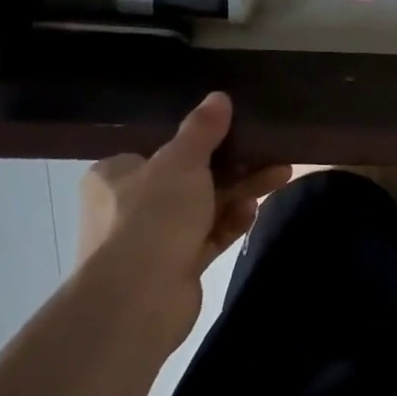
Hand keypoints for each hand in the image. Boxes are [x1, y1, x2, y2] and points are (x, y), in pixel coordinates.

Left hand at [76, 93, 291, 329]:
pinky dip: (230, 223)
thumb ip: (202, 129)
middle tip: (270, 155)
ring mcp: (151, 240)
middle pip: (189, 178)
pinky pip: (208, 237)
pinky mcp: (174, 267)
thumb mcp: (181, 162)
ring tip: (280, 176)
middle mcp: (127, 206)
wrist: (138, 299)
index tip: (235, 132)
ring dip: (240, 193)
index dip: (199, 141)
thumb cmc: (152, 216)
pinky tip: (253, 212)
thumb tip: (218, 97)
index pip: (159, 149)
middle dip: (233, 167)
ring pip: (203, 207)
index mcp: (116, 174)